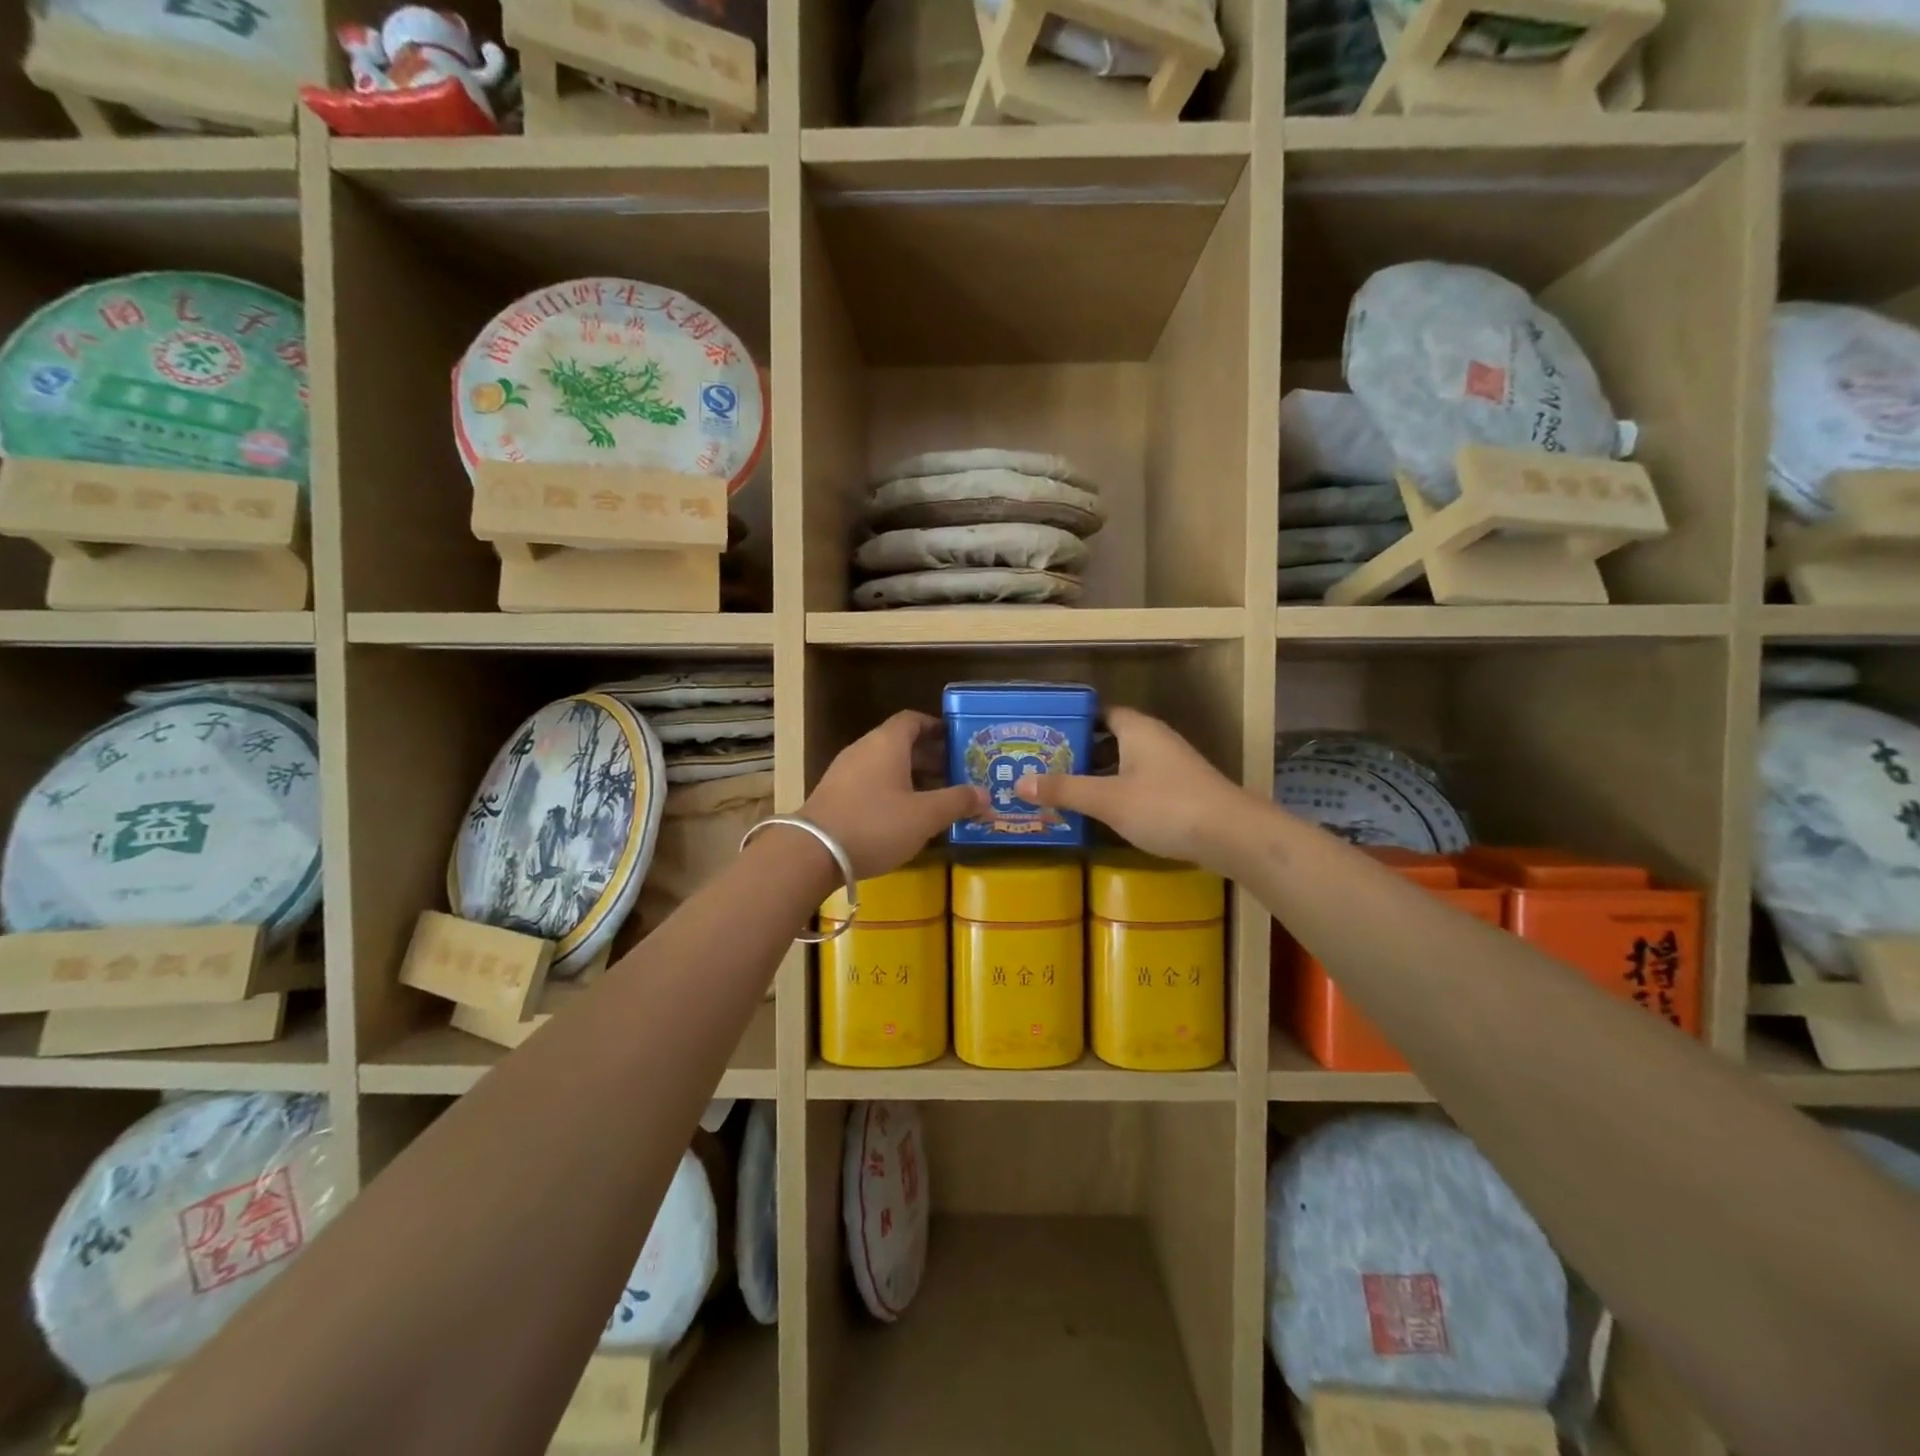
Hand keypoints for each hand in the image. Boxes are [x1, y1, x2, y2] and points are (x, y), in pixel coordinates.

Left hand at [803, 711, 984, 880]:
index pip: (913, 720)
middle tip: (956, 774)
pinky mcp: (834, 795)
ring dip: (912, 777)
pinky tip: (905, 817)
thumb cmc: (875, 824)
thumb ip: (958, 802)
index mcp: (886, 743)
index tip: (957, 740)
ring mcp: (845, 772)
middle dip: (930, 757)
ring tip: (936, 798)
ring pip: (885, 765)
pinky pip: (870, 783)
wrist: (812, 852)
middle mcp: (864, 749)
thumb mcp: (925, 816)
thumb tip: (987, 795)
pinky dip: (892, 791)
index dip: (936, 727)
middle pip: (900, 743)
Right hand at [1015, 707, 1244, 866]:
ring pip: (1124, 762)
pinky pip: (1138, 782)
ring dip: (1098, 775)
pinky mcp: (1180, 790)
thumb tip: (1019, 783)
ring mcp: (1170, 765)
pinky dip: (1117, 791)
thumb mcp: (1107, 799)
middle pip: (1109, 738)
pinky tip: (1101, 812)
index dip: (1072, 723)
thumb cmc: (1165, 806)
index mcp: (1137, 728)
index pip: (1099, 713)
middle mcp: (1154, 739)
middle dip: (1079, 752)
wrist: (1232, 835)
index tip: (1043, 737)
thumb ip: (1064, 790)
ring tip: (1063, 790)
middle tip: (1043, 767)